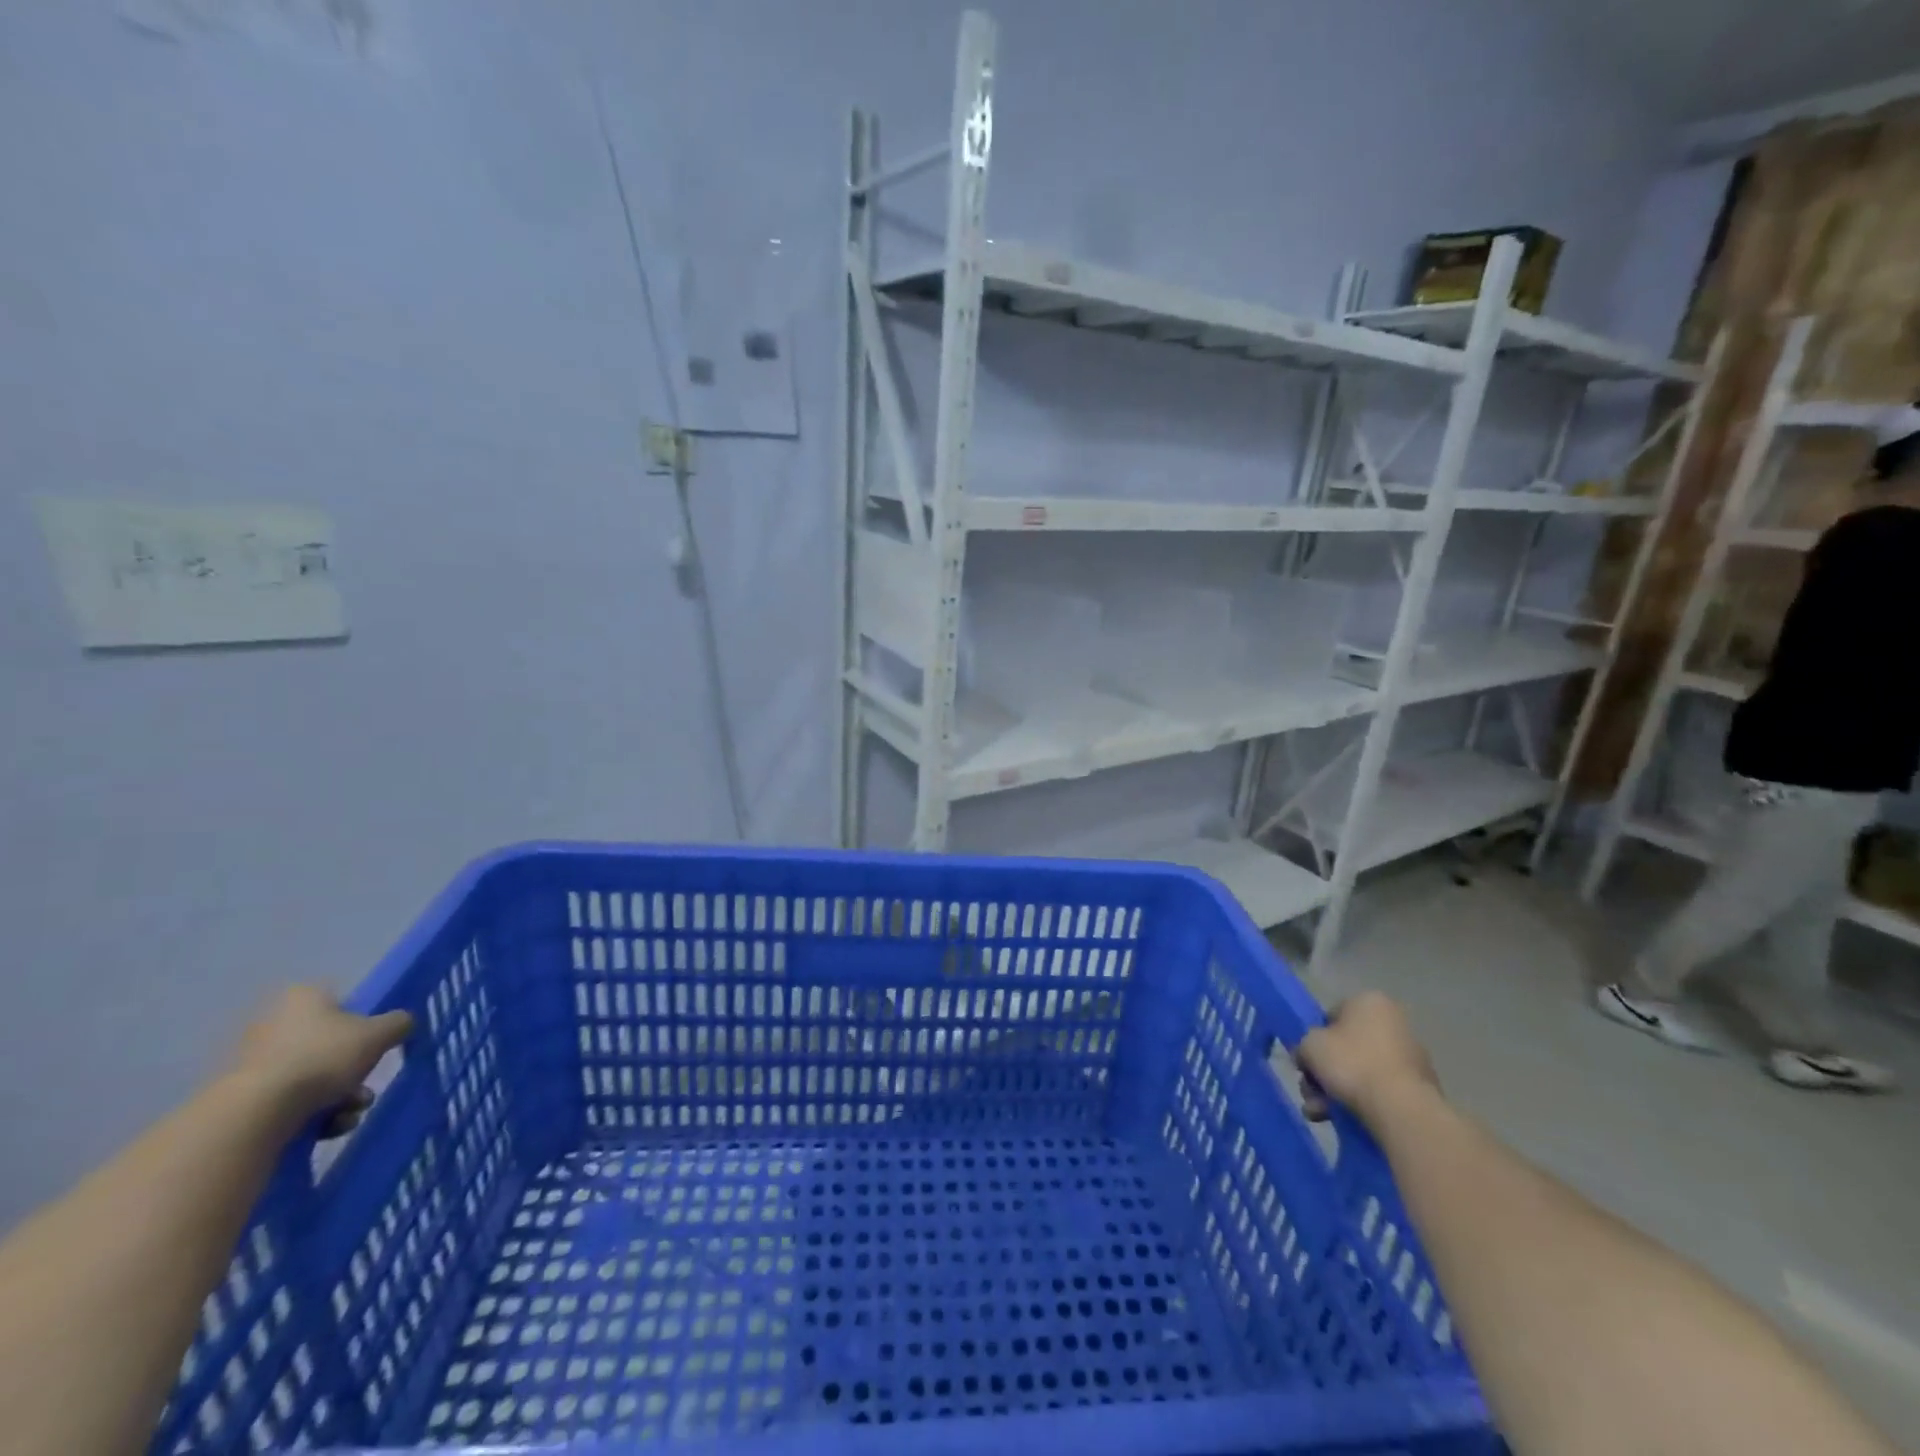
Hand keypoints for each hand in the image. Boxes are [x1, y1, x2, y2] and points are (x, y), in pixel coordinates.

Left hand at [228, 987, 413, 1132]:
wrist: (256, 1113)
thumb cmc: (324, 1057)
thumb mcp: (380, 1033)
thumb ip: (399, 1023)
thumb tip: (402, 1024)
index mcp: (304, 998)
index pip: (341, 1002)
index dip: (362, 1023)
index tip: (373, 1045)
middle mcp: (274, 1023)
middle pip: (328, 1044)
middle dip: (352, 1071)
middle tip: (364, 1090)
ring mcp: (253, 1062)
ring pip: (312, 1076)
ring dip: (338, 1097)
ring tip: (348, 1116)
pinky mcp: (241, 1098)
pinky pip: (288, 1101)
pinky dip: (311, 1114)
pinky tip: (326, 1128)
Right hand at [1297, 992, 1439, 1128]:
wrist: (1400, 1109)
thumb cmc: (1351, 1063)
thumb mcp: (1309, 1045)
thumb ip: (1303, 1045)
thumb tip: (1308, 1057)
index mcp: (1369, 1001)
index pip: (1331, 1015)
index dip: (1315, 1039)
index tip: (1307, 1060)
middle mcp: (1394, 1023)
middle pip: (1346, 1047)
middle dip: (1324, 1071)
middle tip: (1310, 1090)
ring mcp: (1411, 1057)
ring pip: (1361, 1071)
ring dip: (1335, 1091)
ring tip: (1319, 1112)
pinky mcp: (1420, 1088)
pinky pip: (1380, 1090)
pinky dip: (1361, 1101)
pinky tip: (1341, 1120)